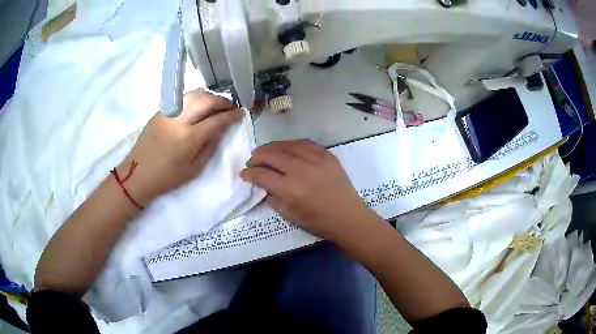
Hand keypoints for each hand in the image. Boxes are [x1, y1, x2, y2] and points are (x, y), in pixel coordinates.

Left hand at [117, 90, 241, 205]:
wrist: (138, 174)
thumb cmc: (167, 177)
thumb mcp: (194, 169)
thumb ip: (209, 147)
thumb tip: (220, 130)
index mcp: (189, 138)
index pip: (216, 120)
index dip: (231, 115)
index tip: (241, 113)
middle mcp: (179, 120)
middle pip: (206, 101)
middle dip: (222, 102)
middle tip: (230, 107)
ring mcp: (168, 113)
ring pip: (194, 95)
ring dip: (209, 97)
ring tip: (215, 105)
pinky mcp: (160, 111)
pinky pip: (182, 99)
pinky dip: (195, 98)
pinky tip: (198, 106)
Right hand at [240, 140, 376, 241]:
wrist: (347, 216)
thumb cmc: (317, 221)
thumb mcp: (289, 215)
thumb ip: (272, 197)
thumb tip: (260, 183)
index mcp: (291, 189)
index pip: (262, 174)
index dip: (249, 173)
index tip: (243, 173)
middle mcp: (302, 170)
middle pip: (272, 155)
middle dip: (257, 157)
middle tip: (252, 161)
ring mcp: (316, 160)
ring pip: (287, 145)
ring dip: (272, 147)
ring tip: (266, 152)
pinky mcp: (327, 155)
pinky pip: (305, 143)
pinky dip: (291, 144)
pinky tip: (286, 148)